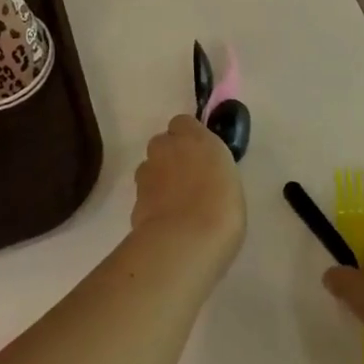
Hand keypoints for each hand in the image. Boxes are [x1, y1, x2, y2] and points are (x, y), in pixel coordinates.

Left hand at [131, 115, 246, 270]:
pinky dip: (153, 203)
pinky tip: (167, 221)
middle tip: (188, 179)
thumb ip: (212, 168)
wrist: (186, 241)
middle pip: (162, 144)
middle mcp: (166, 149)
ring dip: (159, 179)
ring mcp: (146, 174)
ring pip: (150, 168)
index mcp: (195, 138)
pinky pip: (145, 194)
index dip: (189, 137)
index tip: (200, 154)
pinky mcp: (134, 200)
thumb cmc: (222, 207)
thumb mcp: (230, 180)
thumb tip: (205, 174)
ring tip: (177, 203)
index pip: (182, 123)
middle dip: (170, 156)